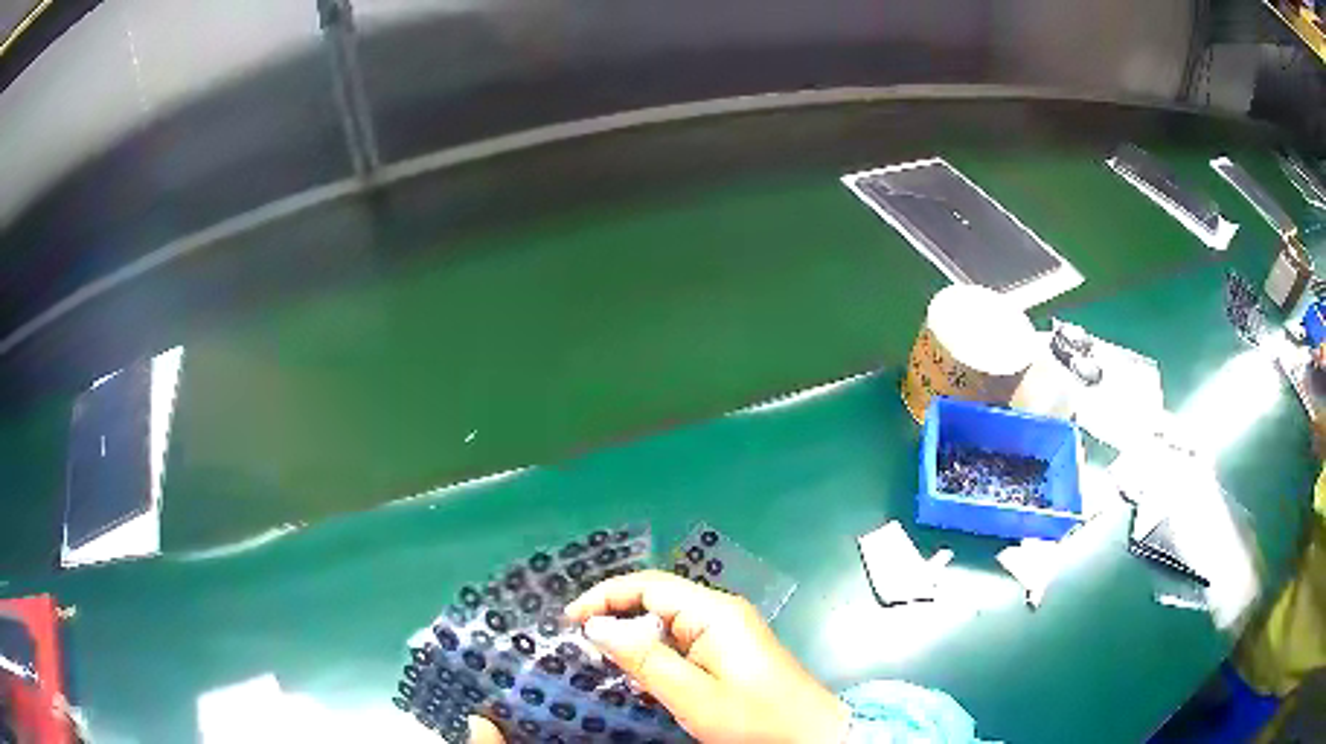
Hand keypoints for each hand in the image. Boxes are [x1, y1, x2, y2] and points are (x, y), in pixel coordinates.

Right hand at [564, 570, 848, 743]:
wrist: (811, 736)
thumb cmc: (753, 719)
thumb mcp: (692, 695)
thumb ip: (644, 659)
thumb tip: (596, 626)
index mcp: (714, 612)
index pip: (649, 584)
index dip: (604, 596)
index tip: (569, 621)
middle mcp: (721, 612)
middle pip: (657, 599)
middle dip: (615, 614)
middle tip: (579, 643)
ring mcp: (727, 631)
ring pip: (667, 622)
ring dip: (633, 636)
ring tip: (600, 659)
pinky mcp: (729, 651)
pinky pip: (681, 641)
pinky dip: (654, 652)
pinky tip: (640, 674)